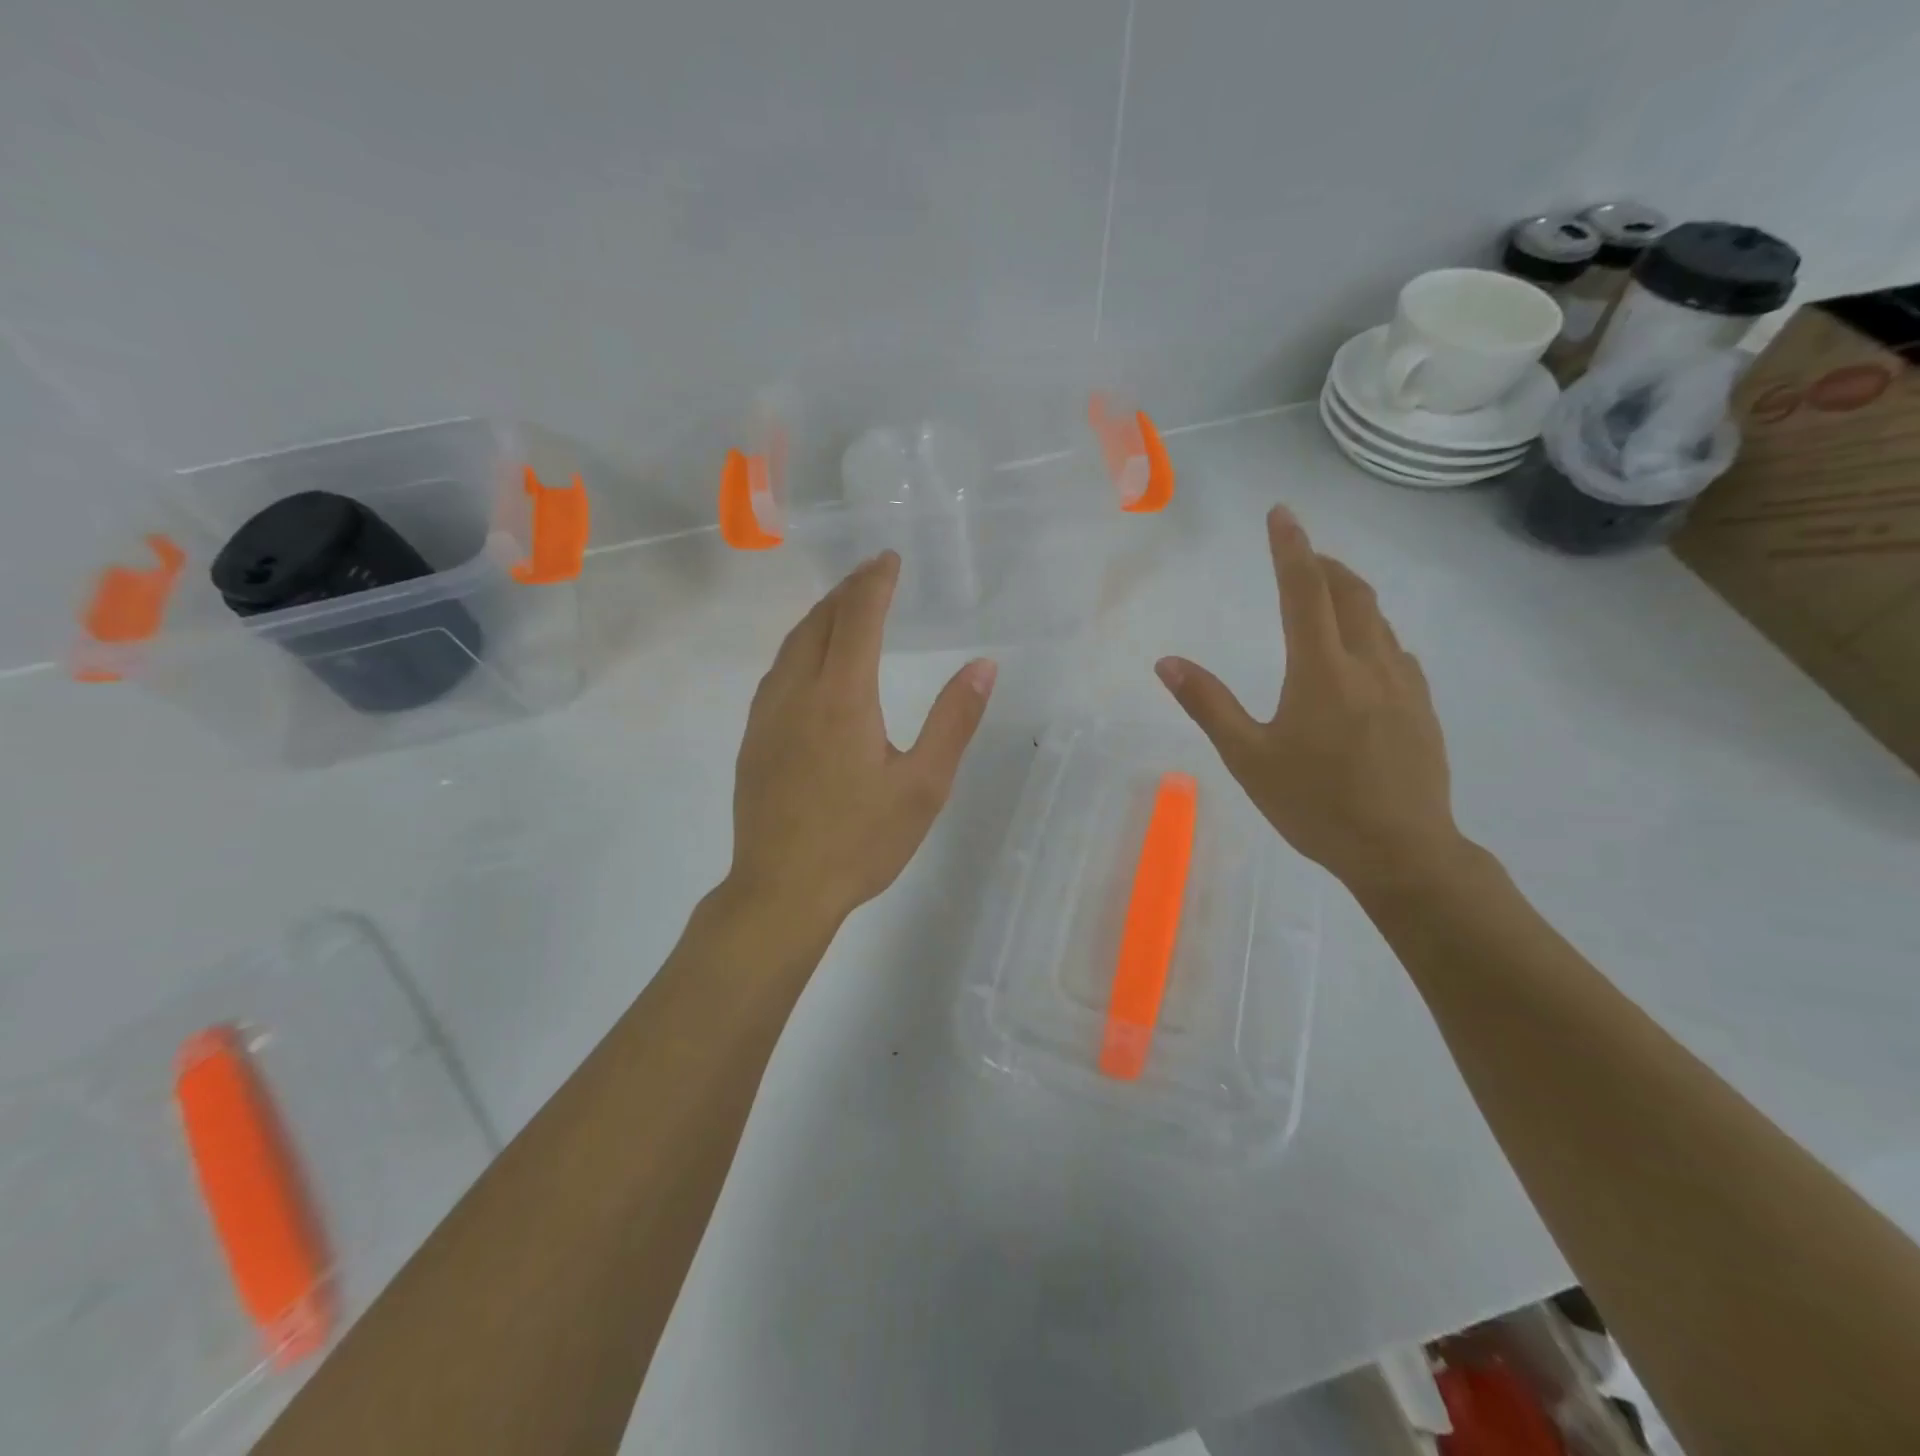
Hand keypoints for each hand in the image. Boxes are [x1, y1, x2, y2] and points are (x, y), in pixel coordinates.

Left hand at [727, 551, 996, 935]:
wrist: (782, 890)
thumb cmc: (860, 841)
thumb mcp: (924, 785)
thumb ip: (954, 721)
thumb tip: (983, 665)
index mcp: (842, 697)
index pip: (857, 618)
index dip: (874, 583)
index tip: (888, 558)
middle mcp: (797, 693)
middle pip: (819, 622)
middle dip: (846, 591)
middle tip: (871, 574)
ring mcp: (767, 716)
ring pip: (791, 646)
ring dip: (819, 617)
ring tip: (843, 607)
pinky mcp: (753, 740)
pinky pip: (776, 673)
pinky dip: (799, 648)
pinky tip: (809, 664)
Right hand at [1155, 506, 1464, 893]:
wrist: (1403, 851)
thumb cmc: (1315, 804)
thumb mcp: (1248, 757)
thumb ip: (1208, 704)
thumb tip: (1167, 662)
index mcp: (1321, 671)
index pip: (1304, 591)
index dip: (1290, 548)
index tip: (1281, 513)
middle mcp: (1368, 664)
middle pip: (1351, 593)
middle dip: (1324, 564)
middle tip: (1301, 554)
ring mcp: (1403, 684)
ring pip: (1378, 620)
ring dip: (1350, 595)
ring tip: (1326, 597)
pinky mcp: (1422, 707)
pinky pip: (1395, 650)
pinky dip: (1372, 632)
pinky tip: (1361, 656)